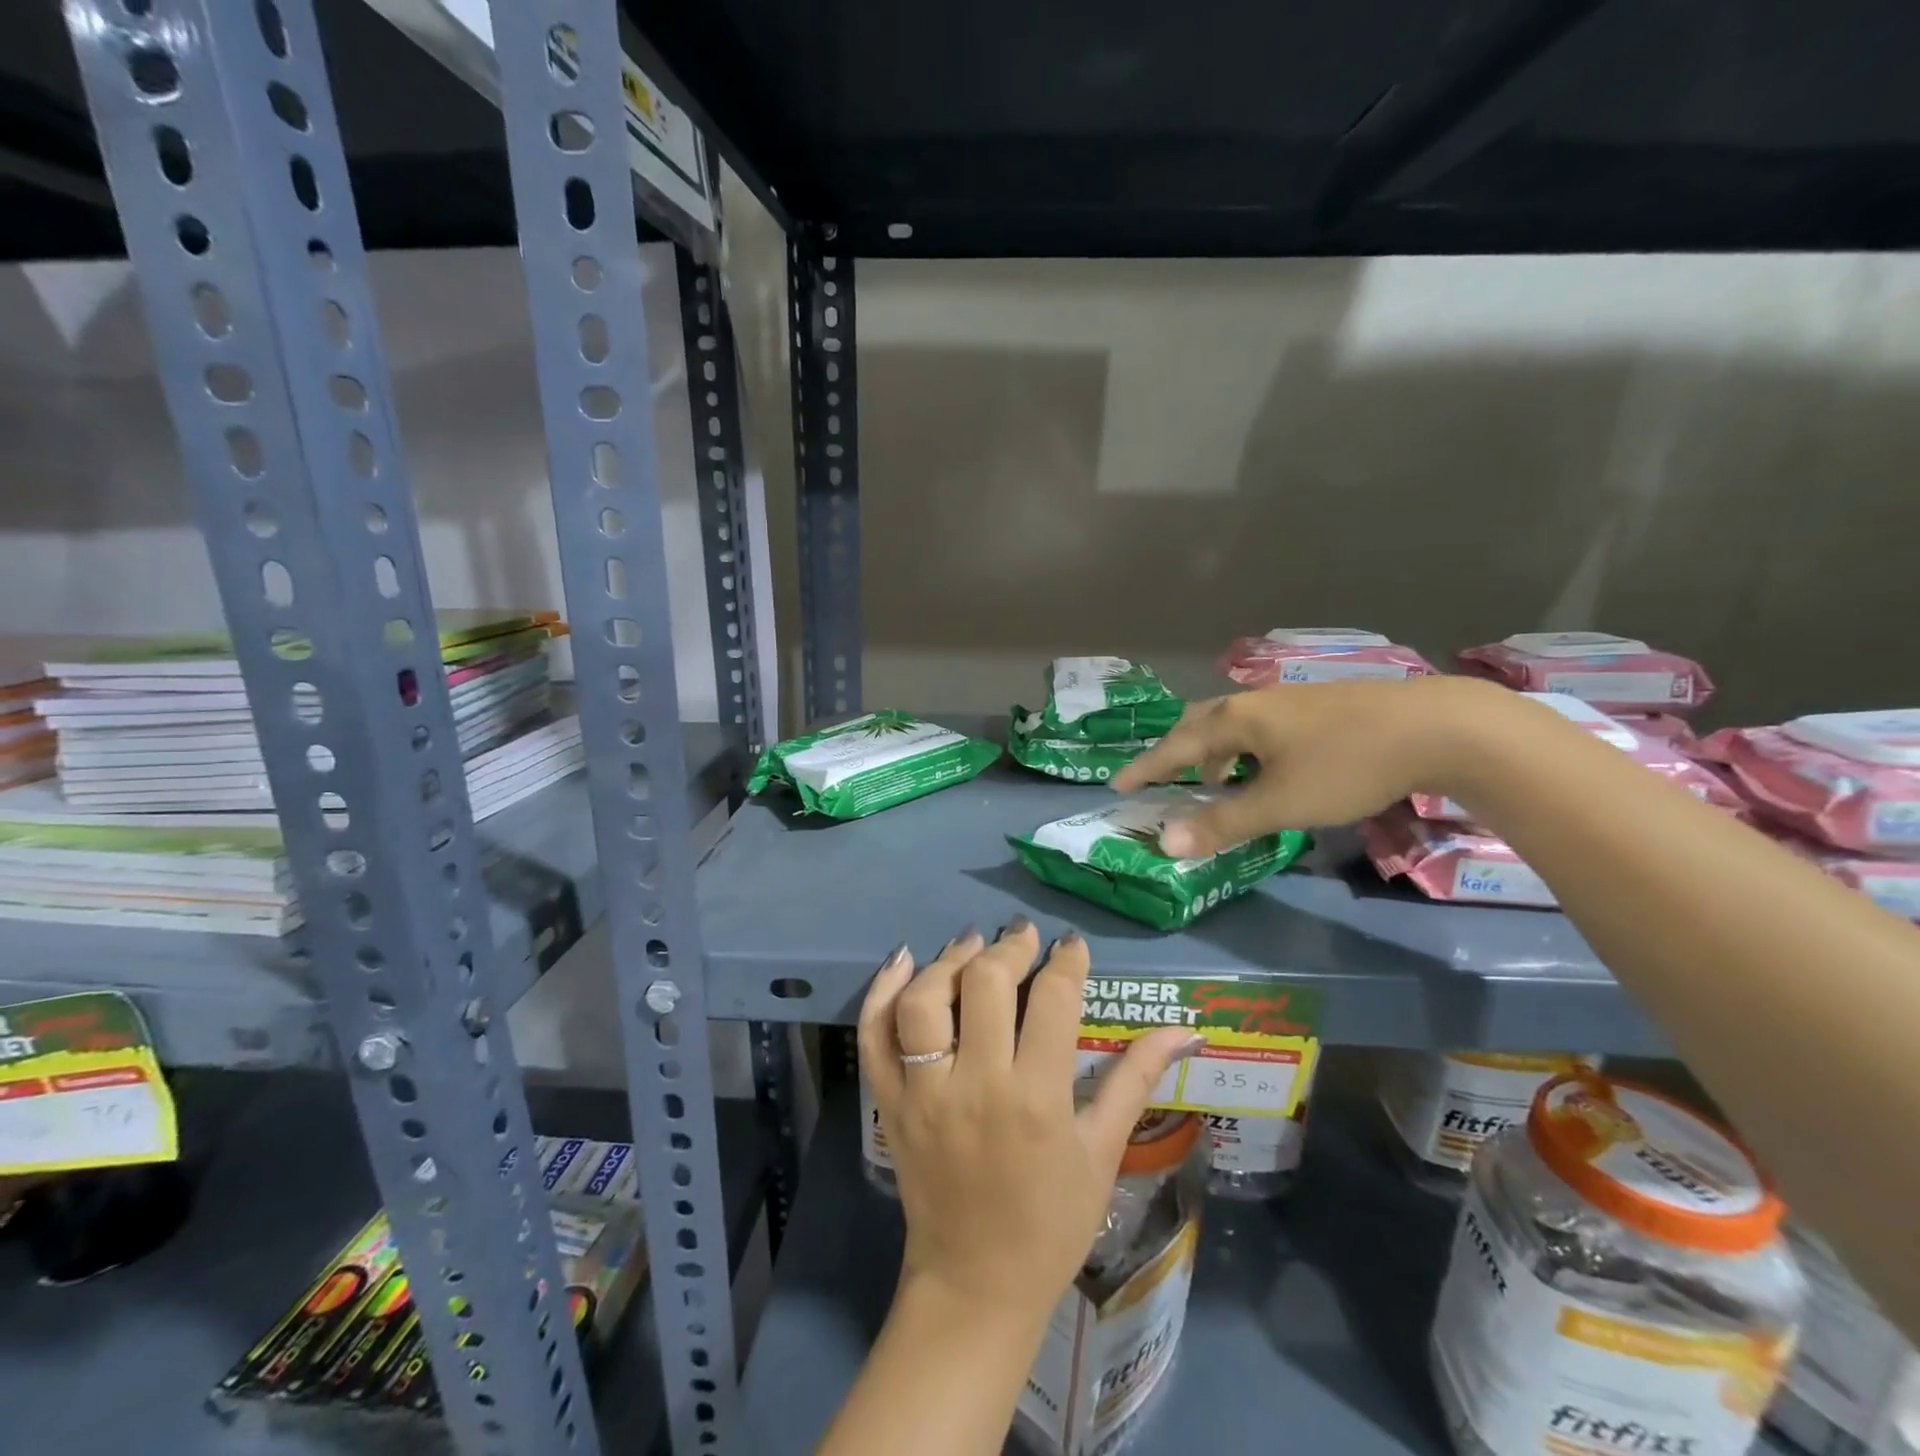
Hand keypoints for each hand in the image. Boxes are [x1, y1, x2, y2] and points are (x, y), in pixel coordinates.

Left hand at [857, 921, 1197, 1323]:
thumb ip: (1136, 1080)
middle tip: (1023, 938)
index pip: (1052, 999)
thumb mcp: (1102, 1152)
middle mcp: (976, 1086)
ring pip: (923, 1000)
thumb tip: (1185, 1029)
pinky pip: (873, 1036)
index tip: (1070, 946)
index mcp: (1037, 1099)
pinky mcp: (888, 1104)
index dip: (1065, 961)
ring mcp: (923, 1094)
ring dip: (947, 961)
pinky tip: (904, 961)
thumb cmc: (1051, 1222)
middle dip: (1009, 947)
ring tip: (971, 945)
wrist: (976, 1286)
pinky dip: (882, 991)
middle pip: (984, 984)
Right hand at [1113, 677, 1509, 856]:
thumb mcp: (1279, 803)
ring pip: (1233, 724)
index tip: (1117, 785)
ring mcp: (1289, 700)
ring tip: (1215, 781)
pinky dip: (1244, 749)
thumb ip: (1222, 823)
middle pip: (1198, 723)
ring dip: (1213, 752)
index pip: (1174, 746)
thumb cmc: (1345, 766)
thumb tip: (1165, 844)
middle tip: (1163, 779)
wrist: (1436, 727)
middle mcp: (1254, 702)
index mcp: (1235, 720)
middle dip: (1176, 752)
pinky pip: (1260, 727)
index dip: (1145, 769)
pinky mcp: (1319, 706)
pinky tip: (1267, 767)